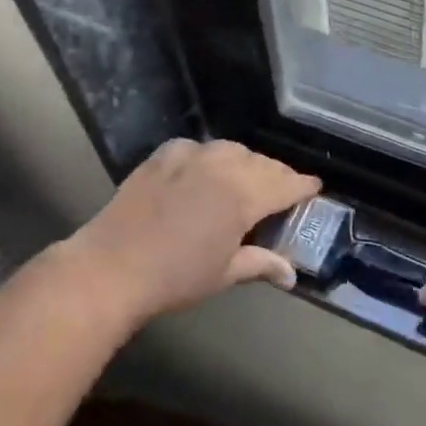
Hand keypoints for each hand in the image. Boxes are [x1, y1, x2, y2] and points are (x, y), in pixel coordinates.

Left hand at [66, 139, 319, 326]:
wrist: (110, 268)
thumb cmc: (175, 277)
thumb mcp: (224, 274)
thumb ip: (261, 264)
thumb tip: (291, 275)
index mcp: (243, 196)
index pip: (285, 184)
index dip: (303, 186)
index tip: (315, 188)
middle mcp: (221, 168)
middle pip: (261, 163)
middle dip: (277, 174)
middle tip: (283, 189)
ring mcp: (188, 158)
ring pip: (230, 149)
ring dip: (245, 161)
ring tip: (246, 178)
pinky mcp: (160, 158)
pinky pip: (195, 147)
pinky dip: (208, 156)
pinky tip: (204, 169)